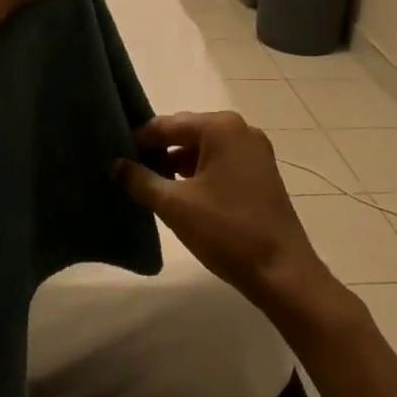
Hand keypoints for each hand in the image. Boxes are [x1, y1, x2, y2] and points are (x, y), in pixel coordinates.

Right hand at [116, 113, 341, 328]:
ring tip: (150, 186)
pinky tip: (180, 194)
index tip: (114, 156)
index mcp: (220, 127)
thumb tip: (116, 164)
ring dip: (176, 163)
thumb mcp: (174, 205)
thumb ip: (140, 180)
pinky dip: (198, 173)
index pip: (166, 124)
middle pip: (186, 132)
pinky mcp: (260, 172)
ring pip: (203, 148)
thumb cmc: (226, 231)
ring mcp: (254, 151)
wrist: (281, 271)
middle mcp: (240, 129)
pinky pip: (220, 162)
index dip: (138, 140)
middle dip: (157, 151)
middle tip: (128, 173)